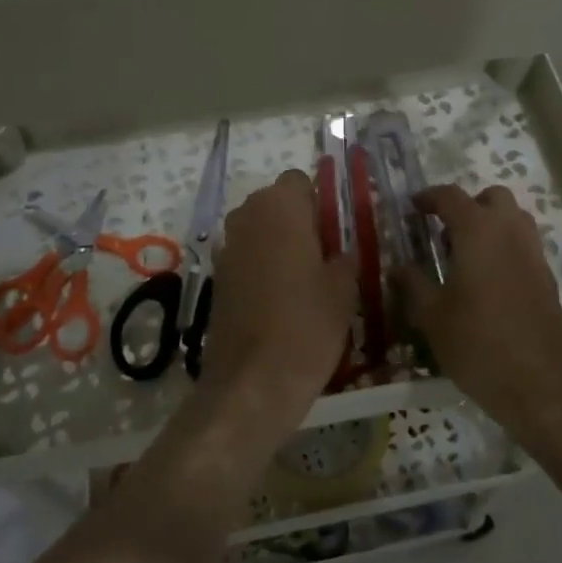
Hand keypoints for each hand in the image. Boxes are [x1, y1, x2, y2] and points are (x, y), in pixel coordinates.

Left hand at [201, 169, 356, 453]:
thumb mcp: (344, 289)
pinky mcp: (217, 277)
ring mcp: (227, 247)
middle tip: (324, 257)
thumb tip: (341, 252)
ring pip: (259, 230)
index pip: (300, 180)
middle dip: (298, 222)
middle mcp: (247, 216)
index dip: (319, 202)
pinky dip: (262, 267)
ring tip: (304, 282)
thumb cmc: (307, 325)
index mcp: (280, 207)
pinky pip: (246, 256)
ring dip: (279, 244)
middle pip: (276, 203)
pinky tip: (280, 301)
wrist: (253, 382)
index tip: (335, 232)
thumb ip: (344, 257)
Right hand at [400, 183, 561, 454]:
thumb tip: (397, 267)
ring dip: (491, 225)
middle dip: (469, 205)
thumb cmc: (478, 344)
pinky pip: (524, 247)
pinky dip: (505, 249)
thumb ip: (412, 284)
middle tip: (445, 230)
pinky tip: (487, 283)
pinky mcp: (548, 279)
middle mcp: (510, 232)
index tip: (413, 207)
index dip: (429, 197)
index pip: (451, 197)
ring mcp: (534, 255)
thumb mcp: (432, 316)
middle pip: (493, 197)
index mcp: (478, 231)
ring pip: (514, 220)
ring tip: (465, 255)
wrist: (542, 386)